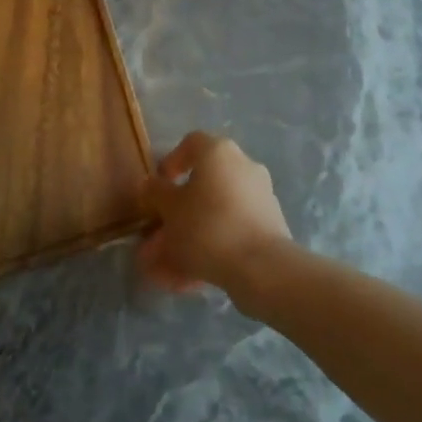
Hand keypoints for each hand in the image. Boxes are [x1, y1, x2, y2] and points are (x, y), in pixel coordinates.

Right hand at [137, 132, 292, 295]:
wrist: (261, 266)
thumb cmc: (207, 226)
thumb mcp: (170, 209)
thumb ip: (156, 193)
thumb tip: (151, 184)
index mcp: (218, 152)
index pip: (191, 143)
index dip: (171, 162)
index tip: (159, 188)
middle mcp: (243, 166)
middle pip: (203, 183)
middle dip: (178, 211)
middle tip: (158, 236)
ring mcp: (260, 196)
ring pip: (215, 212)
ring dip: (191, 234)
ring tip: (167, 267)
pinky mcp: (269, 225)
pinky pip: (231, 230)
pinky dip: (211, 247)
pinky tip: (191, 278)